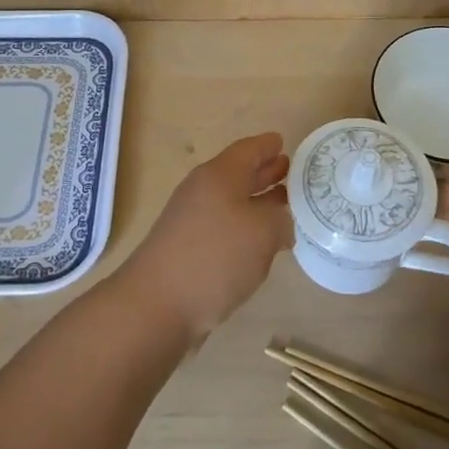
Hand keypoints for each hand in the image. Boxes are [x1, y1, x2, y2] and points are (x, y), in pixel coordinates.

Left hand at [116, 132, 291, 341]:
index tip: (284, 142)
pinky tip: (259, 245)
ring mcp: (191, 220)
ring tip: (283, 207)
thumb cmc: (214, 257)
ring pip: (231, 202)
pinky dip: (243, 228)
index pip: (248, 149)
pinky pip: (223, 226)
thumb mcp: (262, 232)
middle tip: (291, 173)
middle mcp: (203, 191)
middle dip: (264, 173)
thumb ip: (280, 219)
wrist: (156, 305)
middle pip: (238, 174)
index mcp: (220, 175)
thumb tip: (281, 221)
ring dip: (256, 202)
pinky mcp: (187, 249)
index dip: (268, 145)